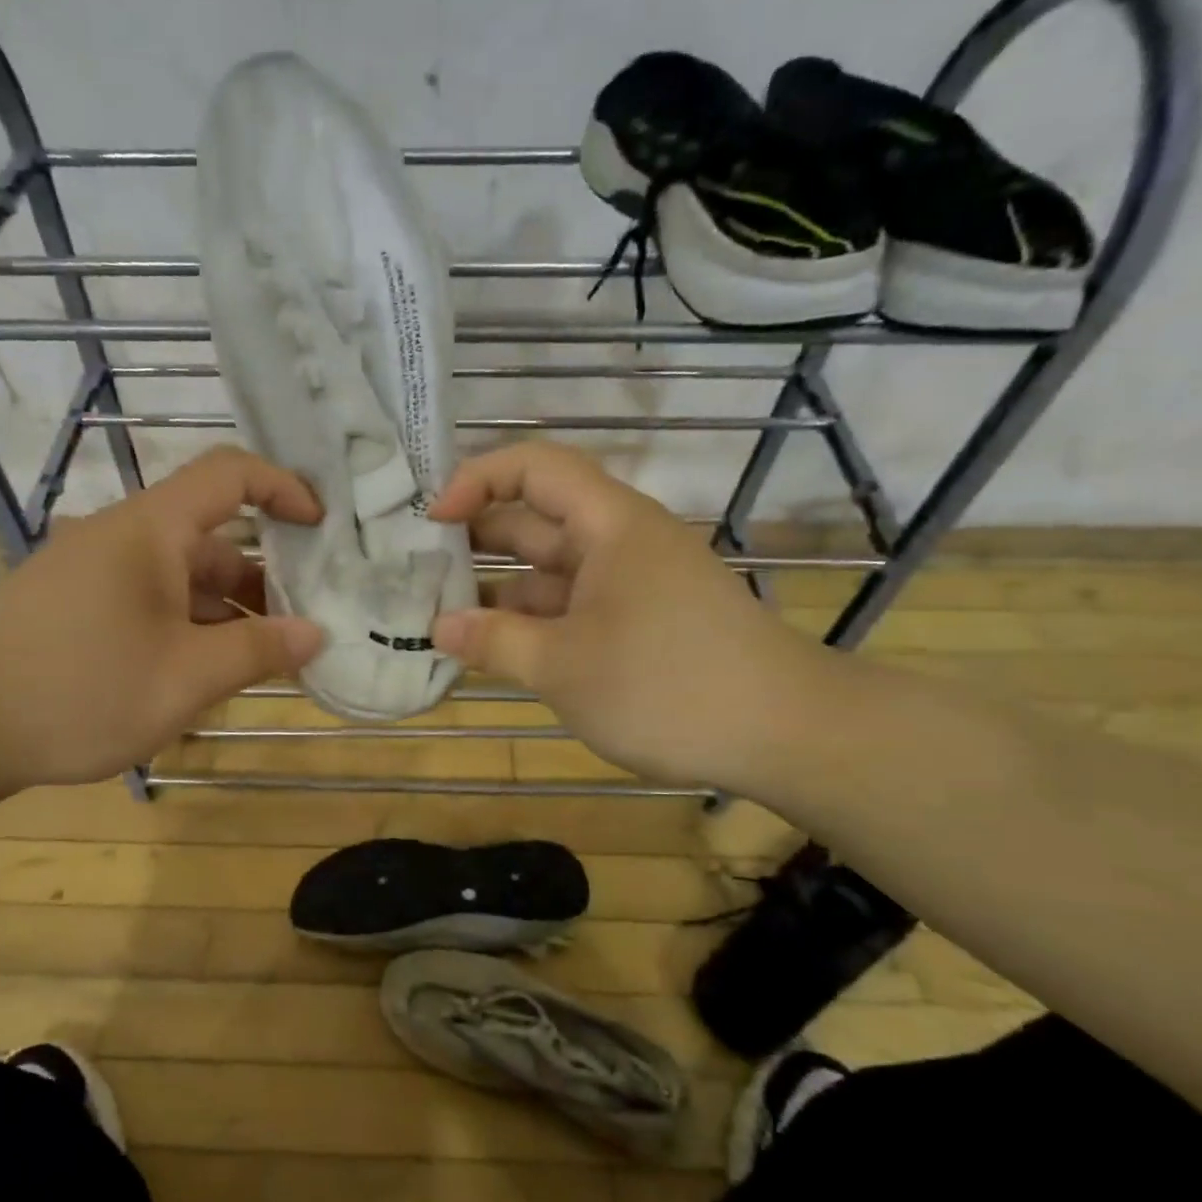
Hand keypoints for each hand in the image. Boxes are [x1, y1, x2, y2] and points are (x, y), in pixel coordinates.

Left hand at [0, 447, 323, 791]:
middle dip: (266, 575)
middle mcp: (124, 537)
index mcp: (150, 530)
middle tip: (308, 619)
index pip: (229, 474)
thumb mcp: (185, 678)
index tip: (323, 527)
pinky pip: (152, 598)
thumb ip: (258, 651)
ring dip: (229, 608)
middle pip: (211, 536)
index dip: (283, 488)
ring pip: (182, 575)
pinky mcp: (78, 603)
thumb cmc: (80, 691)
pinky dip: (190, 622)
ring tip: (267, 655)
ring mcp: (96, 570)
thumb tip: (316, 633)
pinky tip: (207, 667)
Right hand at [428, 442, 830, 790]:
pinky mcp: (640, 623)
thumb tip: (438, 628)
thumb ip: (495, 642)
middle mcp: (619, 543)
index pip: (534, 467)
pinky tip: (494, 650)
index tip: (432, 520)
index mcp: (609, 525)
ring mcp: (632, 585)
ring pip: (551, 572)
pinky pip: (572, 608)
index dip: (477, 479)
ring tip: (439, 617)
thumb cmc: (667, 686)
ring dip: (499, 592)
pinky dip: (532, 623)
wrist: (786, 733)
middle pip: (536, 520)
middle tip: (415, 570)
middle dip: (475, 540)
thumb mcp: (564, 666)